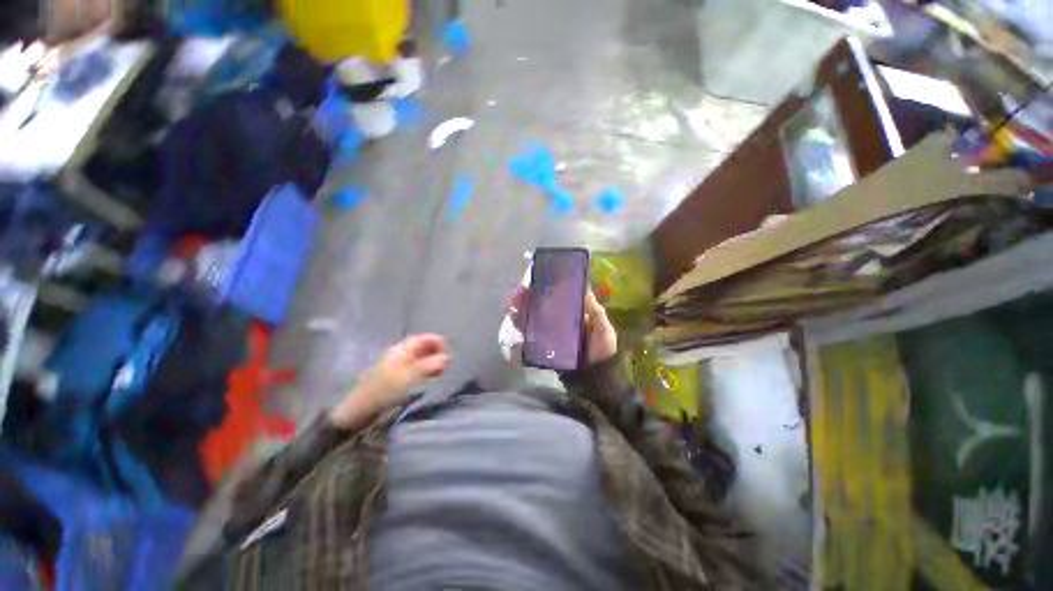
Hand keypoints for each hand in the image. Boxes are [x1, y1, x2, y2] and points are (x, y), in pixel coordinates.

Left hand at [329, 333, 449, 427]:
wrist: (362, 407)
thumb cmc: (387, 388)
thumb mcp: (411, 375)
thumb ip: (431, 364)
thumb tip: (447, 357)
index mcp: (403, 348)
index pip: (426, 338)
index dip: (439, 343)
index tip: (448, 355)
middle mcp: (402, 352)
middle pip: (425, 347)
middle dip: (437, 354)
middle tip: (445, 367)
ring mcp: (400, 364)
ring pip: (422, 358)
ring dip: (433, 363)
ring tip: (439, 375)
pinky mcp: (398, 375)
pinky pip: (417, 368)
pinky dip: (426, 371)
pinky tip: (429, 379)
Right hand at [507, 287, 616, 367]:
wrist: (594, 379)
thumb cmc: (602, 352)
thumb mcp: (604, 331)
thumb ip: (597, 313)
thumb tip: (586, 290)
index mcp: (575, 314)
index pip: (559, 296)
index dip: (547, 287)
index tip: (537, 280)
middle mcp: (560, 321)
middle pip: (541, 305)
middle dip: (529, 297)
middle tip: (520, 292)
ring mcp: (551, 333)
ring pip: (533, 317)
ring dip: (521, 308)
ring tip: (513, 303)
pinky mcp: (544, 345)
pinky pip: (530, 334)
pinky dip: (520, 326)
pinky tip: (514, 319)